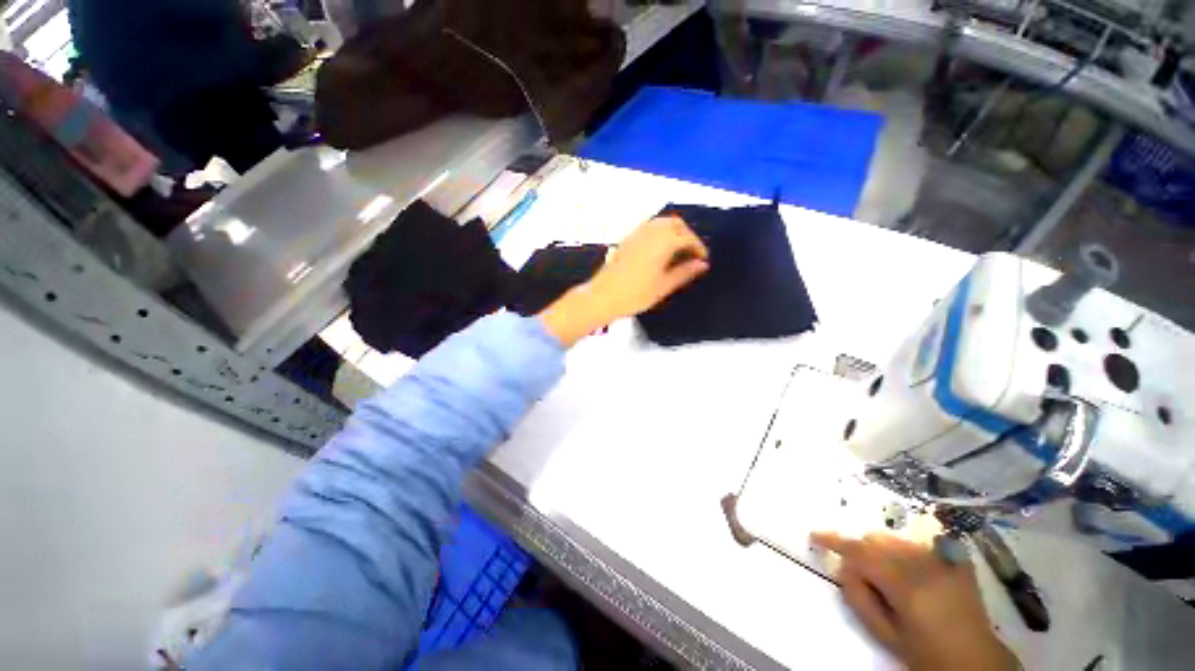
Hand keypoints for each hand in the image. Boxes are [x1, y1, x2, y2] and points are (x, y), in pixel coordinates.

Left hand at [540, 217, 708, 346]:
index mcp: (663, 242)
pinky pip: (648, 228)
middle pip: (675, 224)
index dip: (698, 247)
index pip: (687, 238)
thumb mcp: (664, 286)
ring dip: (673, 232)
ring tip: (677, 252)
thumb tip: (701, 265)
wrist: (603, 296)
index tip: (702, 259)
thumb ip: (684, 272)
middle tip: (691, 252)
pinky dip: (659, 233)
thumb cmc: (635, 294)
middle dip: (687, 235)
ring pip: (660, 223)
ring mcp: (636, 234)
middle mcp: (650, 232)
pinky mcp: (626, 240)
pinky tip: (659, 251)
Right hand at [811, 531, 1018, 670]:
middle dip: (862, 552)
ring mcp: (944, 560)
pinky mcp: (956, 560)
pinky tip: (914, 574)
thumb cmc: (927, 655)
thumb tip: (844, 568)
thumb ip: (860, 598)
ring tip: (891, 579)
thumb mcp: (887, 635)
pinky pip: (919, 544)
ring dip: (883, 552)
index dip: (834, 541)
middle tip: (865, 579)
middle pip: (876, 540)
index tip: (814, 535)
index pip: (860, 552)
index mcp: (906, 585)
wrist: (977, 661)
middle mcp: (924, 564)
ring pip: (896, 540)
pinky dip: (906, 553)